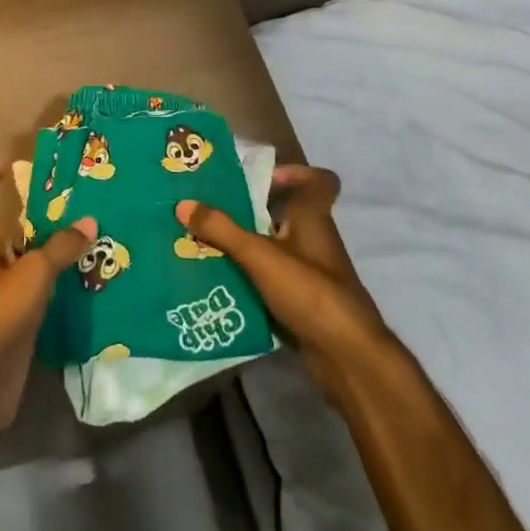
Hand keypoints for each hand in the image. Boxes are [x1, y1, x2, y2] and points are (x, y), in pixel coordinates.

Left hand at [0, 160, 97, 438]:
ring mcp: (3, 299)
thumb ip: (60, 249)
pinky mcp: (17, 327)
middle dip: (38, 216)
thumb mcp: (30, 276)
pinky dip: (62, 287)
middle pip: (10, 231)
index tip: (7, 162)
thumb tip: (90, 220)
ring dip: (55, 252)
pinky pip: (42, 296)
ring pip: (29, 264)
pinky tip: (91, 282)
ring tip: (95, 237)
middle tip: (78, 202)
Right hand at [176, 164, 395, 406]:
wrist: (346, 357)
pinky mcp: (303, 303)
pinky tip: (220, 283)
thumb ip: (222, 230)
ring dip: (246, 247)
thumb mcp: (259, 255)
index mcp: (312, 218)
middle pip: (286, 214)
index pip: (320, 182)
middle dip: (251, 212)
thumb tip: (183, 203)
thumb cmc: (309, 291)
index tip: (263, 178)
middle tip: (213, 210)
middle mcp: (314, 241)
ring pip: (275, 249)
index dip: (297, 173)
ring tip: (205, 244)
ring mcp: (311, 274)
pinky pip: (272, 281)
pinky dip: (250, 279)